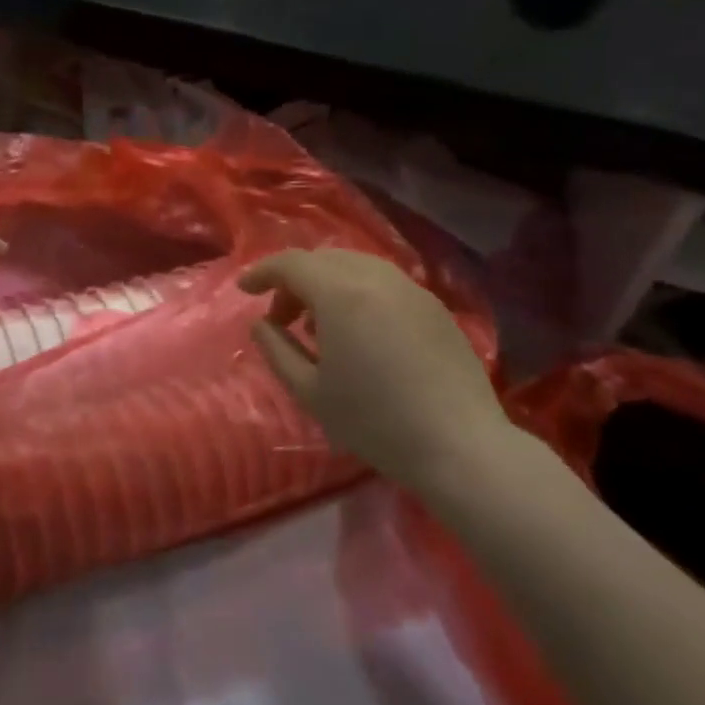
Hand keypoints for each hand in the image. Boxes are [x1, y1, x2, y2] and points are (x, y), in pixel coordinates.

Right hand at [240, 250, 526, 499]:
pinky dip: (357, 292)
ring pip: (355, 266)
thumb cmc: (375, 421)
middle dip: (294, 280)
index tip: (245, 290)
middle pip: (323, 259)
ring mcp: (410, 288)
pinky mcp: (434, 305)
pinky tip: (359, 332)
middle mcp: (376, 277)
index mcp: (340, 293)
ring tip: (319, 326)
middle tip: (282, 319)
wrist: (460, 445)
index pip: (291, 263)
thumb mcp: (310, 392)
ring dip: (326, 284)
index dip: (262, 272)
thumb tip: (261, 323)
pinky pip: (383, 282)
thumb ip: (277, 350)